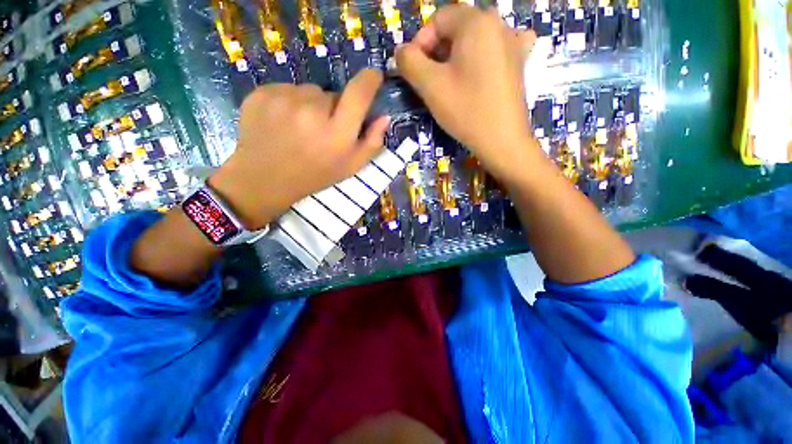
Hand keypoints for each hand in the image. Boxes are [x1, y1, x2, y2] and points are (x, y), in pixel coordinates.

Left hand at [208, 69, 388, 228]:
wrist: (265, 179)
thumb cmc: (315, 175)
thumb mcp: (350, 167)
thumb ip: (371, 143)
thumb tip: (384, 117)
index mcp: (337, 133)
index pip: (359, 93)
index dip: (369, 80)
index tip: (373, 77)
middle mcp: (312, 111)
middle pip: (331, 94)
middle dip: (332, 108)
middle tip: (322, 130)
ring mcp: (283, 99)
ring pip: (308, 91)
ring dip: (309, 105)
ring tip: (300, 128)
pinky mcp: (261, 93)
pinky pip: (286, 89)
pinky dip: (288, 102)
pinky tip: (282, 123)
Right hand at [395, 5, 535, 183]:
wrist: (502, 140)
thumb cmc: (466, 110)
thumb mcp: (430, 85)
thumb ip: (409, 62)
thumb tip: (401, 52)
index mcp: (476, 21)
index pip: (438, 19)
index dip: (420, 43)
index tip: (415, 71)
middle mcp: (498, 23)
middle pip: (457, 28)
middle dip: (437, 52)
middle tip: (430, 80)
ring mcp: (514, 42)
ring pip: (474, 40)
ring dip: (457, 56)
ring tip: (452, 80)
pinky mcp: (519, 62)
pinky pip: (497, 49)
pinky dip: (483, 56)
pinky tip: (481, 69)